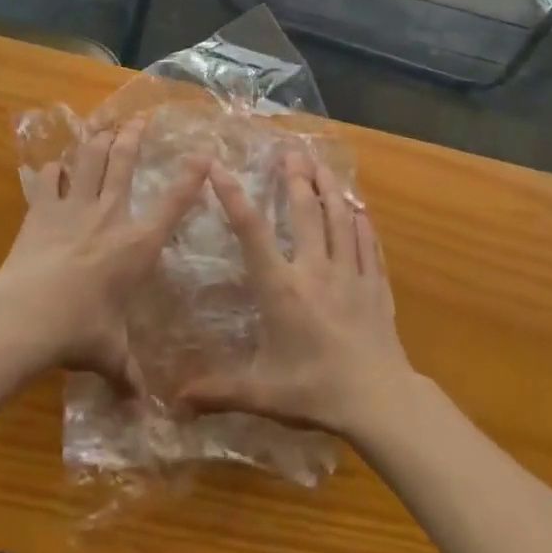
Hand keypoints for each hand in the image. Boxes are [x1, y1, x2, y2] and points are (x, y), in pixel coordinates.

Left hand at [0, 120, 206, 391]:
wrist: (25, 316)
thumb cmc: (79, 331)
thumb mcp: (109, 354)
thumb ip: (128, 374)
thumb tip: (143, 407)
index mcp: (136, 244)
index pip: (173, 202)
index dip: (191, 176)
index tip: (203, 154)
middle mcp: (109, 214)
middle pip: (124, 162)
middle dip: (135, 136)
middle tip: (141, 118)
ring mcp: (73, 208)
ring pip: (89, 159)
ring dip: (97, 140)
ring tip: (103, 125)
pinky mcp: (41, 211)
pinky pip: (47, 180)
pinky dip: (51, 170)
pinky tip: (52, 165)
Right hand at [181, 150, 415, 437]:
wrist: (379, 401)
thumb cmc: (315, 393)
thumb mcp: (261, 393)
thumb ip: (218, 391)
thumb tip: (172, 403)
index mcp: (282, 289)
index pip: (252, 232)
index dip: (233, 196)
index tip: (218, 166)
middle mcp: (315, 270)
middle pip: (304, 211)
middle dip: (294, 177)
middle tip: (289, 149)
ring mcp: (350, 273)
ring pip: (339, 219)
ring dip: (329, 188)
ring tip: (321, 164)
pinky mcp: (375, 285)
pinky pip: (368, 243)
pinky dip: (361, 222)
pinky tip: (359, 209)